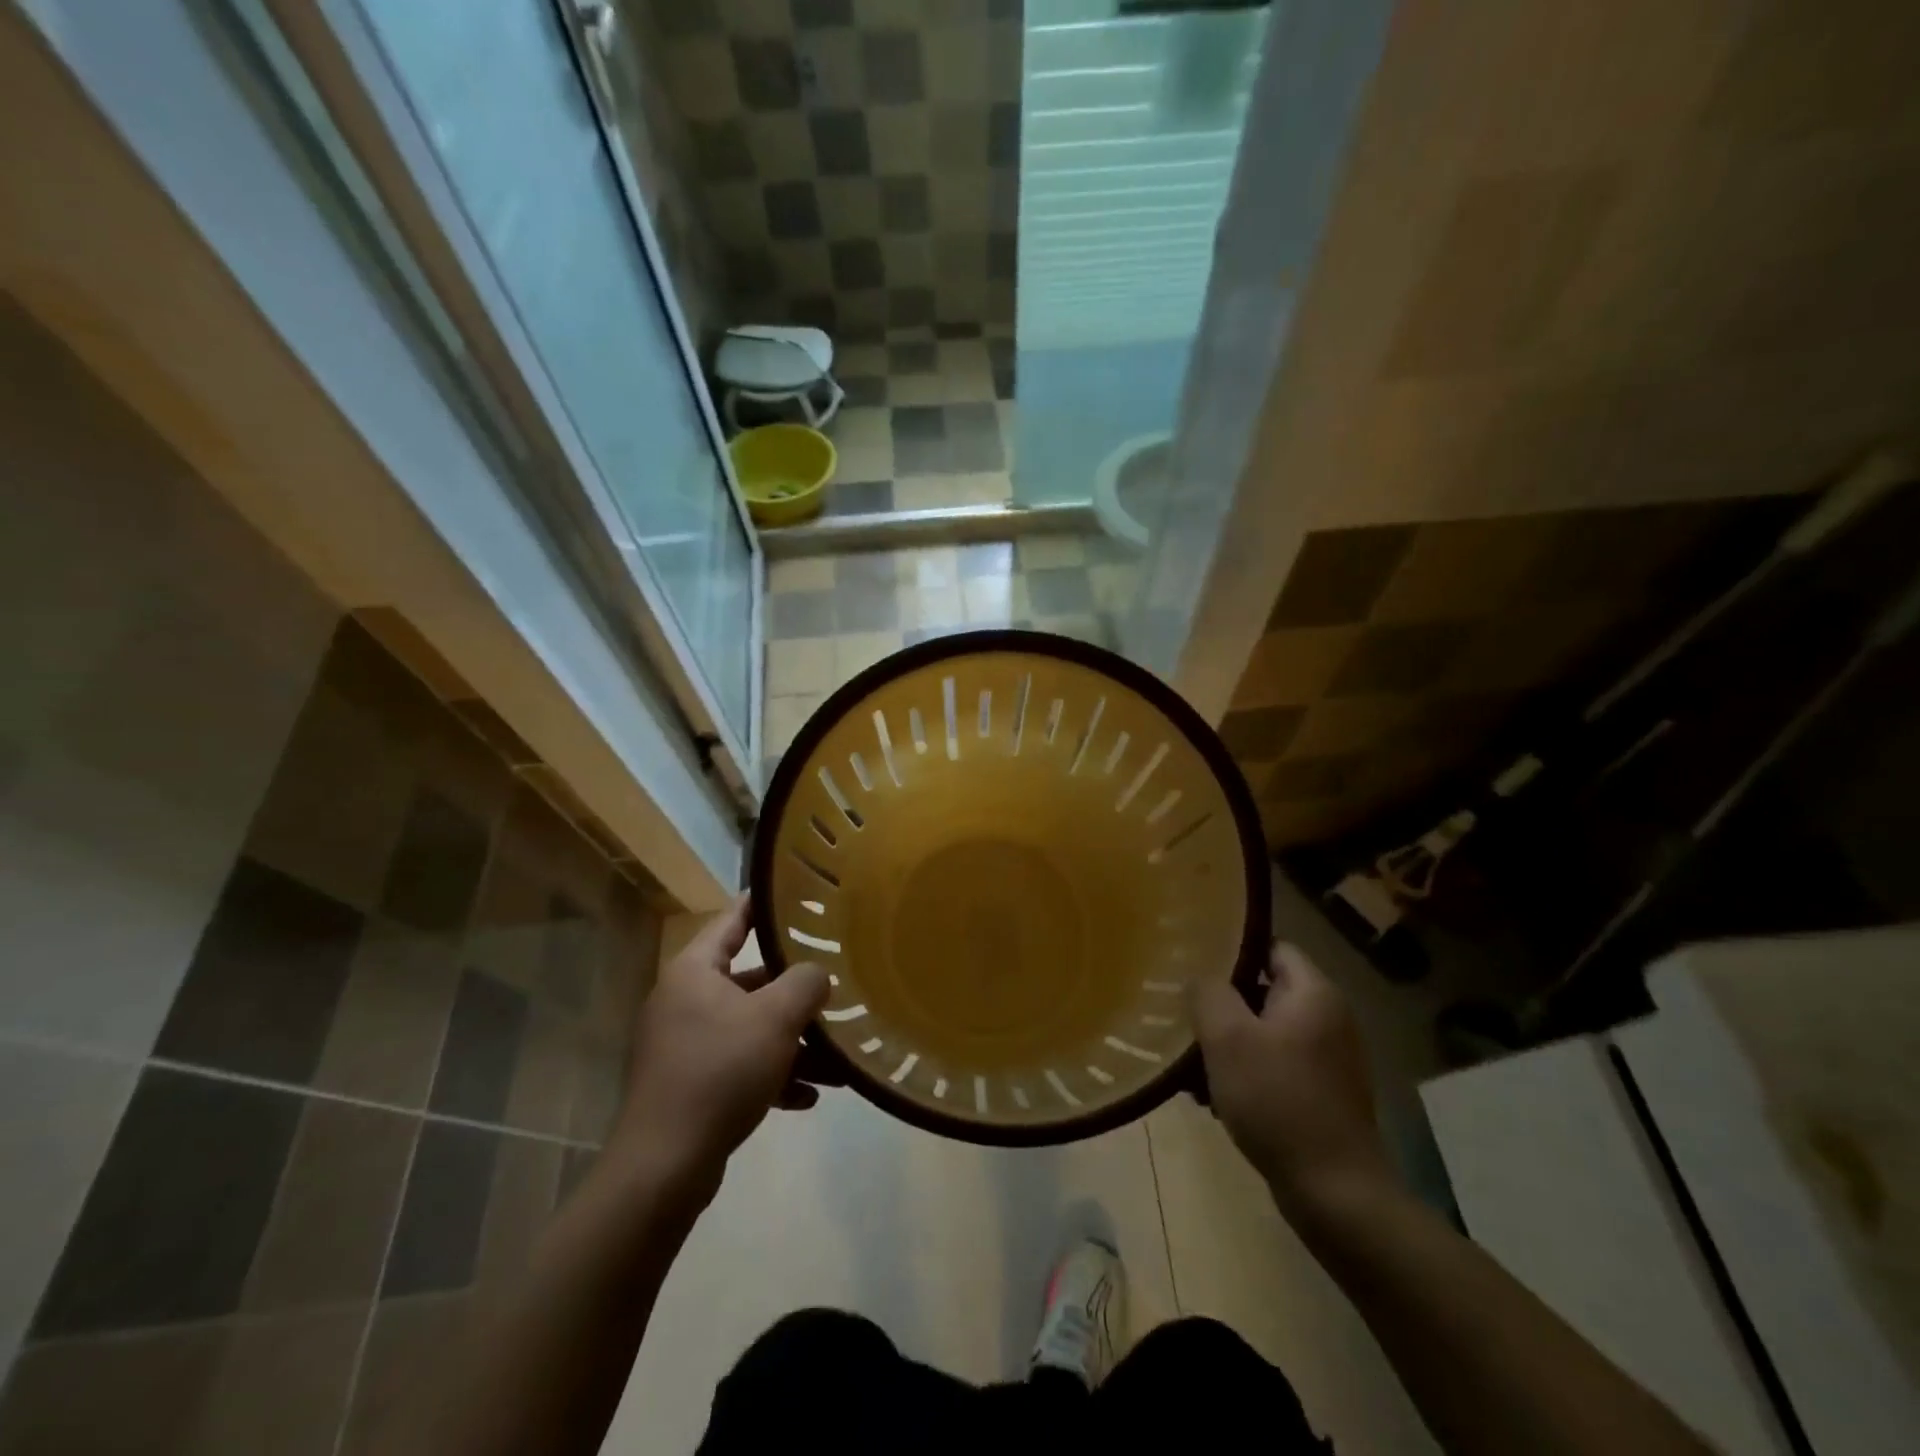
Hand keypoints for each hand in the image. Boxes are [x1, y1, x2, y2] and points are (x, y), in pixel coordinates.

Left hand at [611, 894, 829, 1200]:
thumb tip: (818, 976)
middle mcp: (685, 1001)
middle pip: (751, 981)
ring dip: (793, 1042)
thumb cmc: (720, 1072)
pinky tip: (809, 1097)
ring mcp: (685, 1045)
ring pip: (751, 1029)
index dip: (763, 904)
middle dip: (795, 992)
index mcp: (695, 971)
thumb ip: (806, 983)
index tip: (796, 893)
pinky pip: (740, 1066)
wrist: (664, 1166)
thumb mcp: (775, 1018)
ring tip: (837, 1061)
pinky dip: (774, 1075)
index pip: (732, 921)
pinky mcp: (690, 1084)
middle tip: (835, 984)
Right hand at [1189, 942, 1396, 1219]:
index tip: (1193, 965)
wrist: (1335, 1193)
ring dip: (1229, 1043)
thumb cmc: (1277, 1101)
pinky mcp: (1323, 1094)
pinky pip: (1275, 1066)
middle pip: (1264, 990)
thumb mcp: (1228, 1038)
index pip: (1271, 946)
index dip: (1231, 951)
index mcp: (1314, 993)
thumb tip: (1200, 976)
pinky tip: (1214, 1097)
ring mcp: (1329, 1059)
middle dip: (1223, 1004)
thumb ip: (1208, 993)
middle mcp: (1329, 1018)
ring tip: (1191, 1064)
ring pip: (1265, 1032)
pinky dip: (1246, 1072)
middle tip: (1185, 1017)